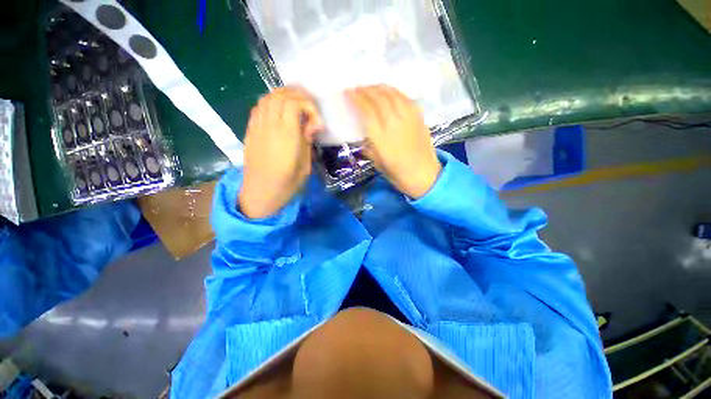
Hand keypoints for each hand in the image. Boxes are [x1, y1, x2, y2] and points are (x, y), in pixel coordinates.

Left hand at [239, 87, 322, 218]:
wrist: (260, 192)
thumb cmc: (286, 183)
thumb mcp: (305, 165)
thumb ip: (308, 141)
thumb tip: (313, 125)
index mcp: (286, 136)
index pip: (294, 104)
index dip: (309, 106)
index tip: (317, 122)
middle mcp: (269, 126)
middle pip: (280, 96)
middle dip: (298, 96)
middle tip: (309, 108)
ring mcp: (257, 127)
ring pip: (267, 98)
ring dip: (283, 96)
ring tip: (296, 105)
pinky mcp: (250, 130)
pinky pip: (259, 107)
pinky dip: (271, 103)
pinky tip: (279, 112)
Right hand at [346, 85, 440, 198]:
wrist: (425, 175)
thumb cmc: (398, 173)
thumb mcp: (377, 162)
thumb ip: (369, 146)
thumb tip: (364, 135)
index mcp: (381, 138)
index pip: (366, 110)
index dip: (356, 98)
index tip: (348, 92)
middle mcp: (394, 123)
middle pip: (378, 98)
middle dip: (366, 89)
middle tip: (357, 88)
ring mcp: (409, 117)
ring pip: (392, 94)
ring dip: (379, 87)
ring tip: (371, 87)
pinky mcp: (419, 116)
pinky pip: (404, 97)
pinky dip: (394, 92)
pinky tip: (389, 93)